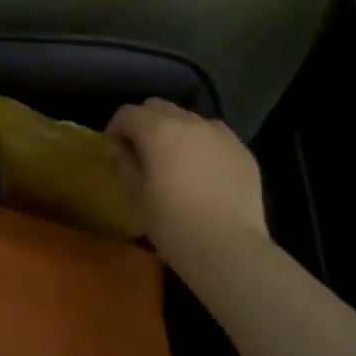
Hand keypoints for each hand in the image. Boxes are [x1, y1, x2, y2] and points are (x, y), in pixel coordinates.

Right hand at [107, 99, 267, 264]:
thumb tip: (120, 148)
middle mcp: (190, 122)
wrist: (228, 248)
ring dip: (176, 131)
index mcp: (158, 130)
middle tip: (141, 151)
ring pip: (190, 119)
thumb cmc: (172, 224)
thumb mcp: (136, 196)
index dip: (115, 128)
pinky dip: (203, 145)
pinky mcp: (243, 151)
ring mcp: (221, 134)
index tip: (113, 150)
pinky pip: (215, 137)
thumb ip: (124, 164)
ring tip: (175, 160)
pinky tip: (203, 172)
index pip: (128, 113)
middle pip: (159, 107)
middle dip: (145, 123)